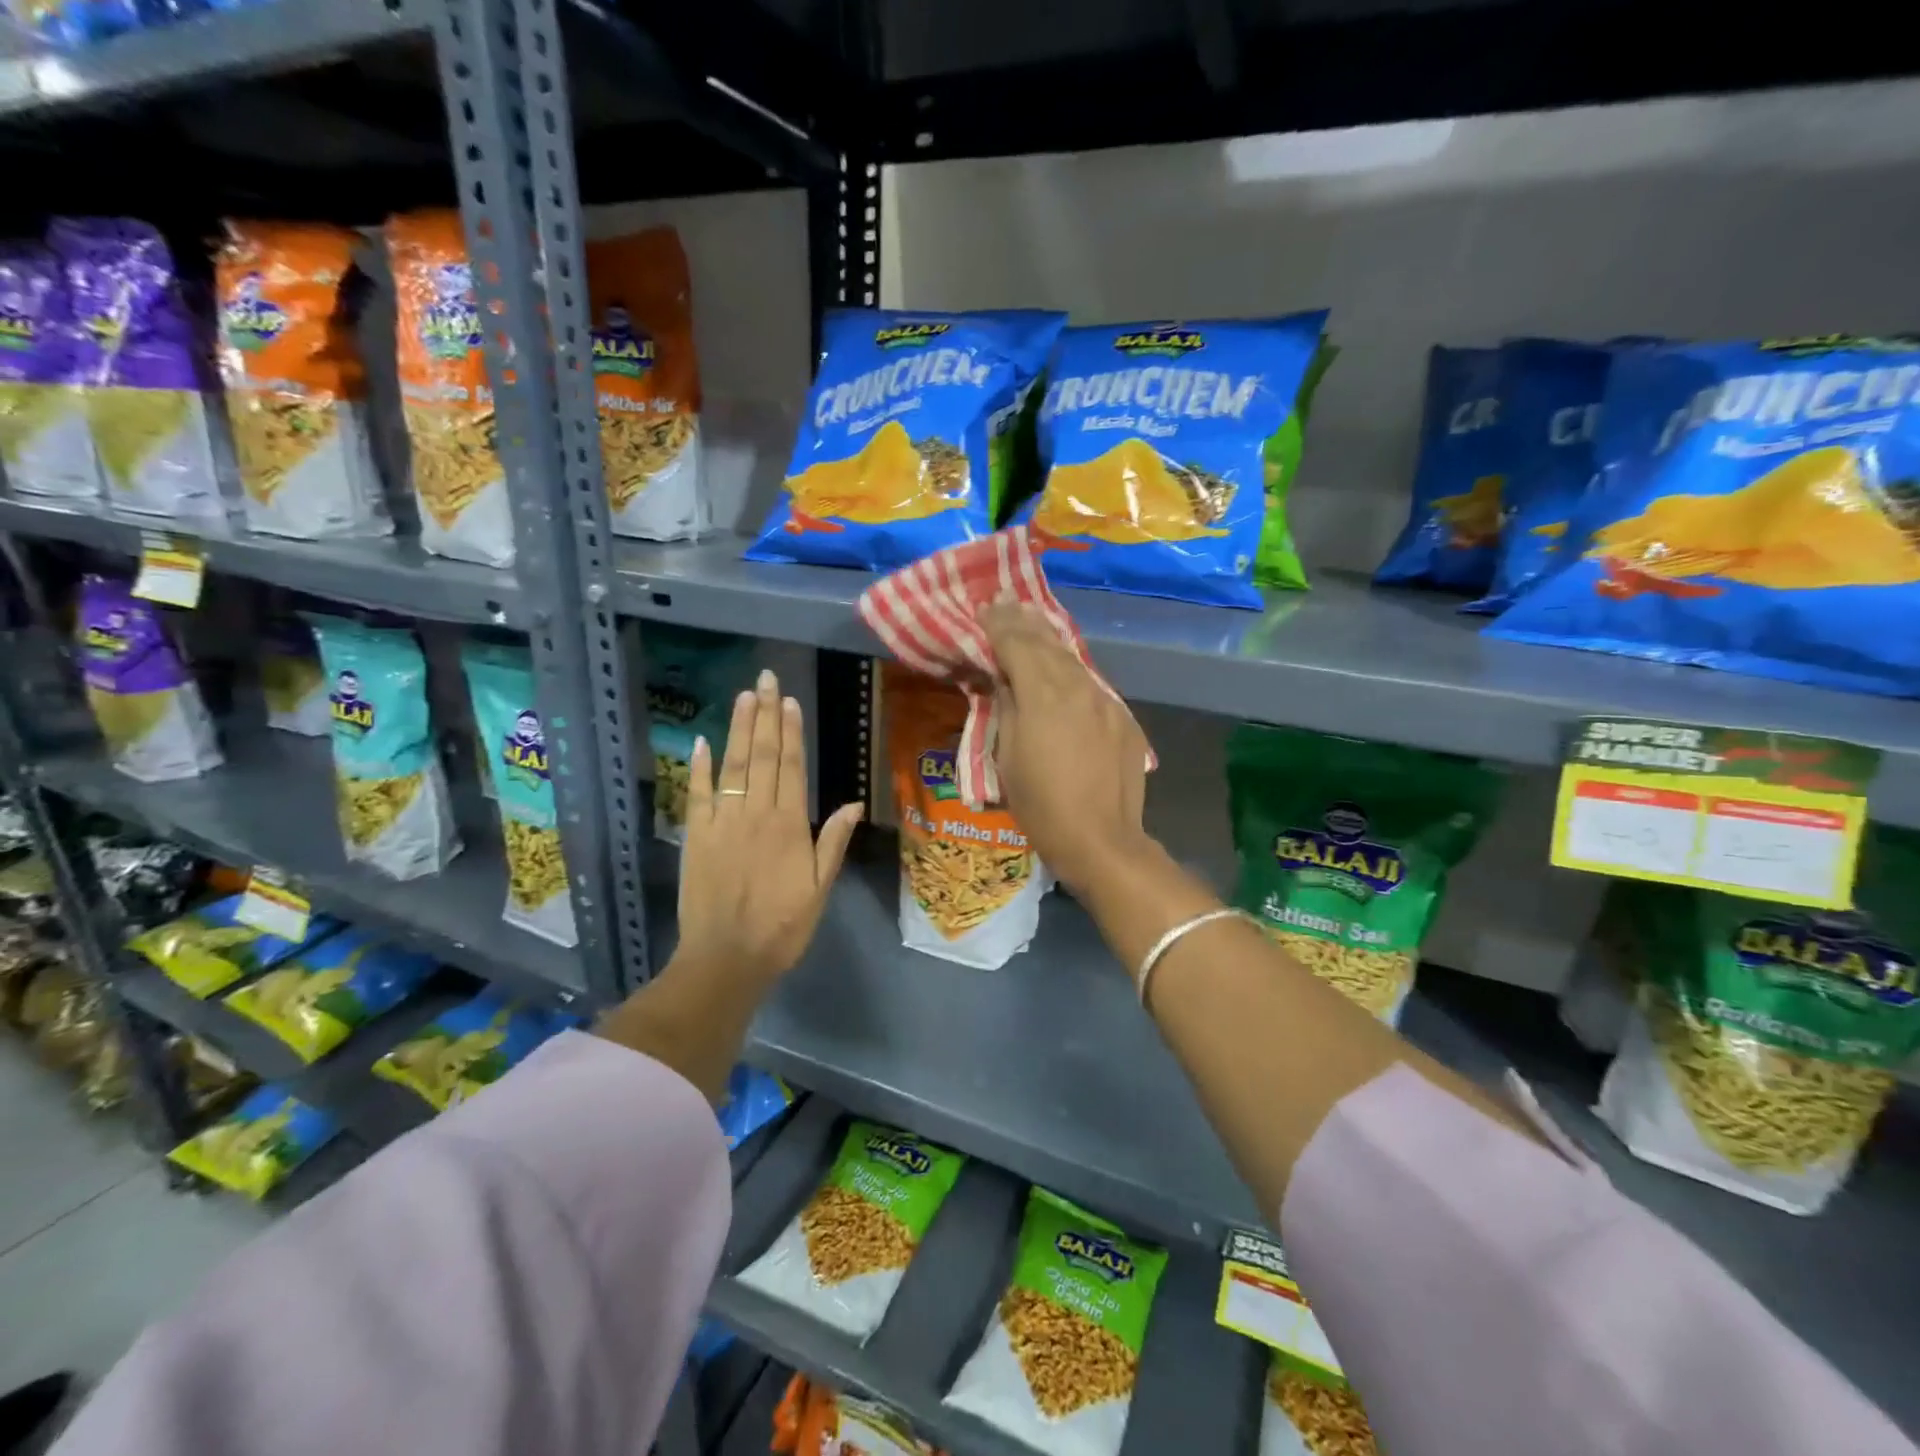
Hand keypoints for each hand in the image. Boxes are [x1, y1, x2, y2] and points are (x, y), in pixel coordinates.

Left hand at [676, 669, 862, 986]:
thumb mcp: (820, 888)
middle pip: (760, 755)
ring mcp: (721, 822)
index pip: (790, 766)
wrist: (726, 959)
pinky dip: (699, 767)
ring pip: (731, 766)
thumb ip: (832, 842)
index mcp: (789, 825)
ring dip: (736, 728)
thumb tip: (854, 802)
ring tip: (743, 696)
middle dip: (764, 714)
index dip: (790, 731)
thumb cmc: (782, 926)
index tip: (789, 700)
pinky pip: (697, 794)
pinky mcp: (695, 836)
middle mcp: (755, 814)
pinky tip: (701, 741)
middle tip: (765, 680)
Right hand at [980, 601, 1150, 895]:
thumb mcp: (1007, 757)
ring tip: (1033, 621)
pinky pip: (1092, 684)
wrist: (1101, 839)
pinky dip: (1072, 670)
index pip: (1017, 645)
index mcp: (1043, 695)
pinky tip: (1064, 668)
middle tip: (1006, 599)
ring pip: (1073, 659)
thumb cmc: (1041, 804)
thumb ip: (1008, 708)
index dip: (999, 623)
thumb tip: (1006, 678)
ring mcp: (1105, 700)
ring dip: (1050, 639)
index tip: (986, 605)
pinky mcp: (1123, 717)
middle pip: (1047, 643)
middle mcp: (1077, 687)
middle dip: (1024, 620)